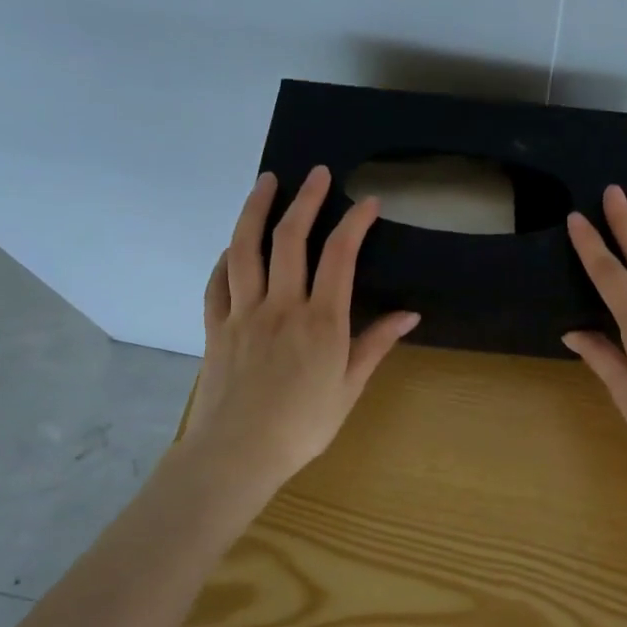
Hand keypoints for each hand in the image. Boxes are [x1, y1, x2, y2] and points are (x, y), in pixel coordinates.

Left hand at [170, 166, 419, 505]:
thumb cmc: (303, 425)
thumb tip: (410, 314)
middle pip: (290, 239)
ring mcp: (243, 312)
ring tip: (266, 182)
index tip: (368, 202)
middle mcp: (281, 305)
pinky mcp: (217, 326)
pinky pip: (217, 281)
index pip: (339, 256)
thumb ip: (376, 344)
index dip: (354, 223)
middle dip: (306, 200)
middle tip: (317, 172)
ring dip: (256, 210)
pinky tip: (233, 245)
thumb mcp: (349, 387)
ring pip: (245, 249)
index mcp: (321, 320)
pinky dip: (226, 256)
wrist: (237, 454)